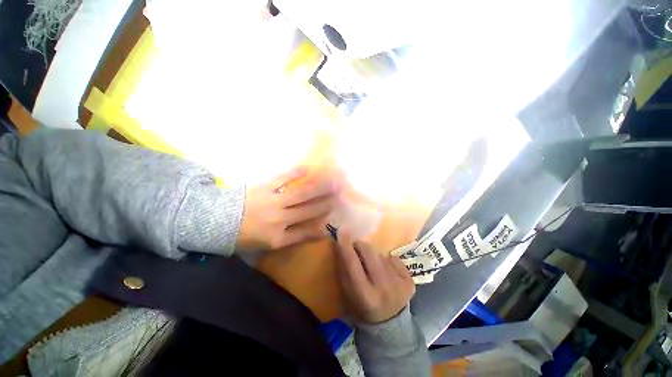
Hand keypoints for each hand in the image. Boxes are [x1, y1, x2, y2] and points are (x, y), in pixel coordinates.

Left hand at [237, 166, 338, 249]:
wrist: (216, 221)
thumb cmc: (243, 235)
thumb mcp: (267, 244)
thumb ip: (289, 238)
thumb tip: (310, 231)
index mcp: (278, 237)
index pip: (307, 232)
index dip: (322, 225)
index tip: (335, 219)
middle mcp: (279, 220)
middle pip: (308, 211)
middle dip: (325, 203)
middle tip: (340, 195)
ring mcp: (272, 202)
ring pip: (300, 195)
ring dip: (318, 188)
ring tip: (332, 182)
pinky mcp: (264, 188)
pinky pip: (282, 179)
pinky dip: (295, 173)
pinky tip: (307, 169)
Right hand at [335, 233, 415, 323]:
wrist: (389, 324)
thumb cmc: (362, 308)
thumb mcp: (347, 294)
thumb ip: (344, 270)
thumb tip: (341, 245)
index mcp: (365, 296)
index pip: (353, 265)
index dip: (346, 247)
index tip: (342, 232)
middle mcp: (384, 289)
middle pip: (370, 253)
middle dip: (361, 246)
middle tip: (356, 247)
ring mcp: (400, 284)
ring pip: (381, 255)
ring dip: (373, 256)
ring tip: (372, 266)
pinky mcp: (410, 281)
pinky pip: (394, 259)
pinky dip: (387, 262)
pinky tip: (386, 272)